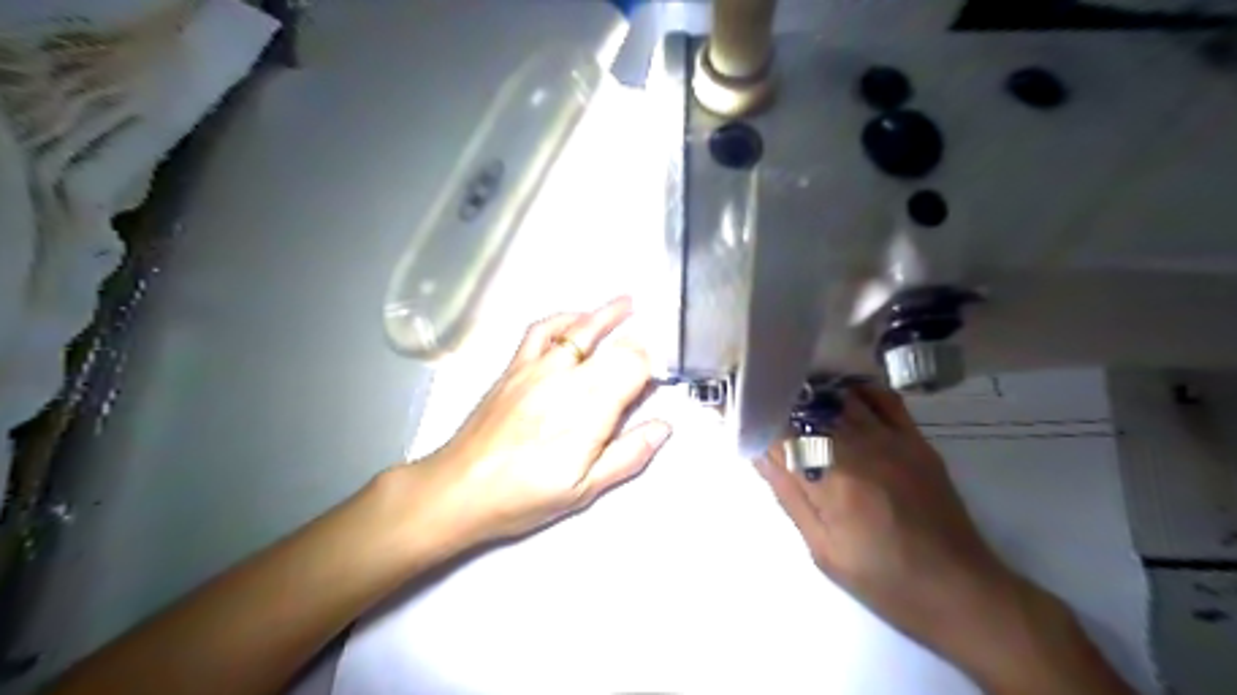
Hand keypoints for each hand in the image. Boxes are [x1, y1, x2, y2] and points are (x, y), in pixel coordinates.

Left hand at [409, 295, 671, 551]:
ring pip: (580, 329)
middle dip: (636, 344)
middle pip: (613, 346)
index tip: (655, 380)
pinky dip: (563, 318)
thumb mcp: (585, 489)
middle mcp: (568, 378)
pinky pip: (542, 330)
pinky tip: (575, 318)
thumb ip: (628, 455)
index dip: (651, 368)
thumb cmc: (525, 495)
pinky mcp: (515, 366)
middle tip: (646, 352)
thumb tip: (664, 427)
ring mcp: (538, 367)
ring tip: (627, 303)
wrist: (459, 489)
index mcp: (590, 409)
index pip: (634, 367)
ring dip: (607, 314)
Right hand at [760, 388, 1133, 691]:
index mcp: (832, 480)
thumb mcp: (822, 548)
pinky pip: (882, 398)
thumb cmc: (883, 579)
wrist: (961, 591)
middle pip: (808, 408)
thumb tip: (759, 451)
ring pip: (841, 398)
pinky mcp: (916, 440)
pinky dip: (856, 391)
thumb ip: (789, 495)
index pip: (781, 432)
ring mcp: (892, 440)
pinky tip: (838, 397)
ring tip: (789, 395)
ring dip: (811, 394)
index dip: (754, 415)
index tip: (730, 407)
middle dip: (776, 401)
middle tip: (756, 398)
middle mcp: (861, 448)